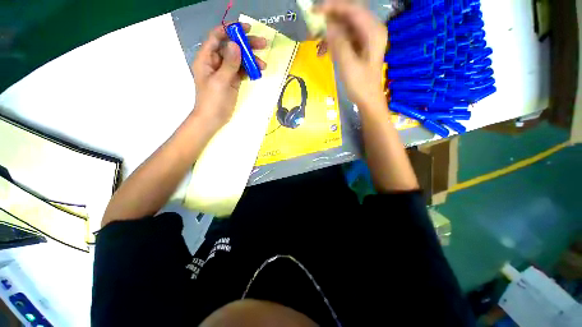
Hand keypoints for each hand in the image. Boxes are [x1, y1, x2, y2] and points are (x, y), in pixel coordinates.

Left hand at [191, 23, 266, 128]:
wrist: (213, 119)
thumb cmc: (213, 101)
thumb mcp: (221, 82)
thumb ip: (229, 64)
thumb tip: (236, 44)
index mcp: (207, 58)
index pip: (217, 37)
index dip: (230, 30)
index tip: (246, 29)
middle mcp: (216, 62)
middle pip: (231, 48)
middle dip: (246, 45)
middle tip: (263, 44)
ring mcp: (225, 72)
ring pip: (239, 60)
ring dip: (251, 60)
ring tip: (263, 65)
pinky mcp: (232, 81)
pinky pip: (242, 71)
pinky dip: (250, 70)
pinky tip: (258, 72)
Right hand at [320, 1, 386, 107]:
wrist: (367, 100)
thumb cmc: (360, 85)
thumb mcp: (348, 65)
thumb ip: (339, 42)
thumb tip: (327, 24)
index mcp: (373, 32)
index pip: (352, 10)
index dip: (334, 7)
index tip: (315, 11)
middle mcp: (371, 30)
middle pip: (348, 16)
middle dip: (330, 21)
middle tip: (314, 28)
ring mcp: (366, 39)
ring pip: (345, 28)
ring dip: (330, 35)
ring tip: (318, 48)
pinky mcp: (360, 47)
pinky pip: (345, 39)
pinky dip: (334, 44)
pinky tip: (326, 53)